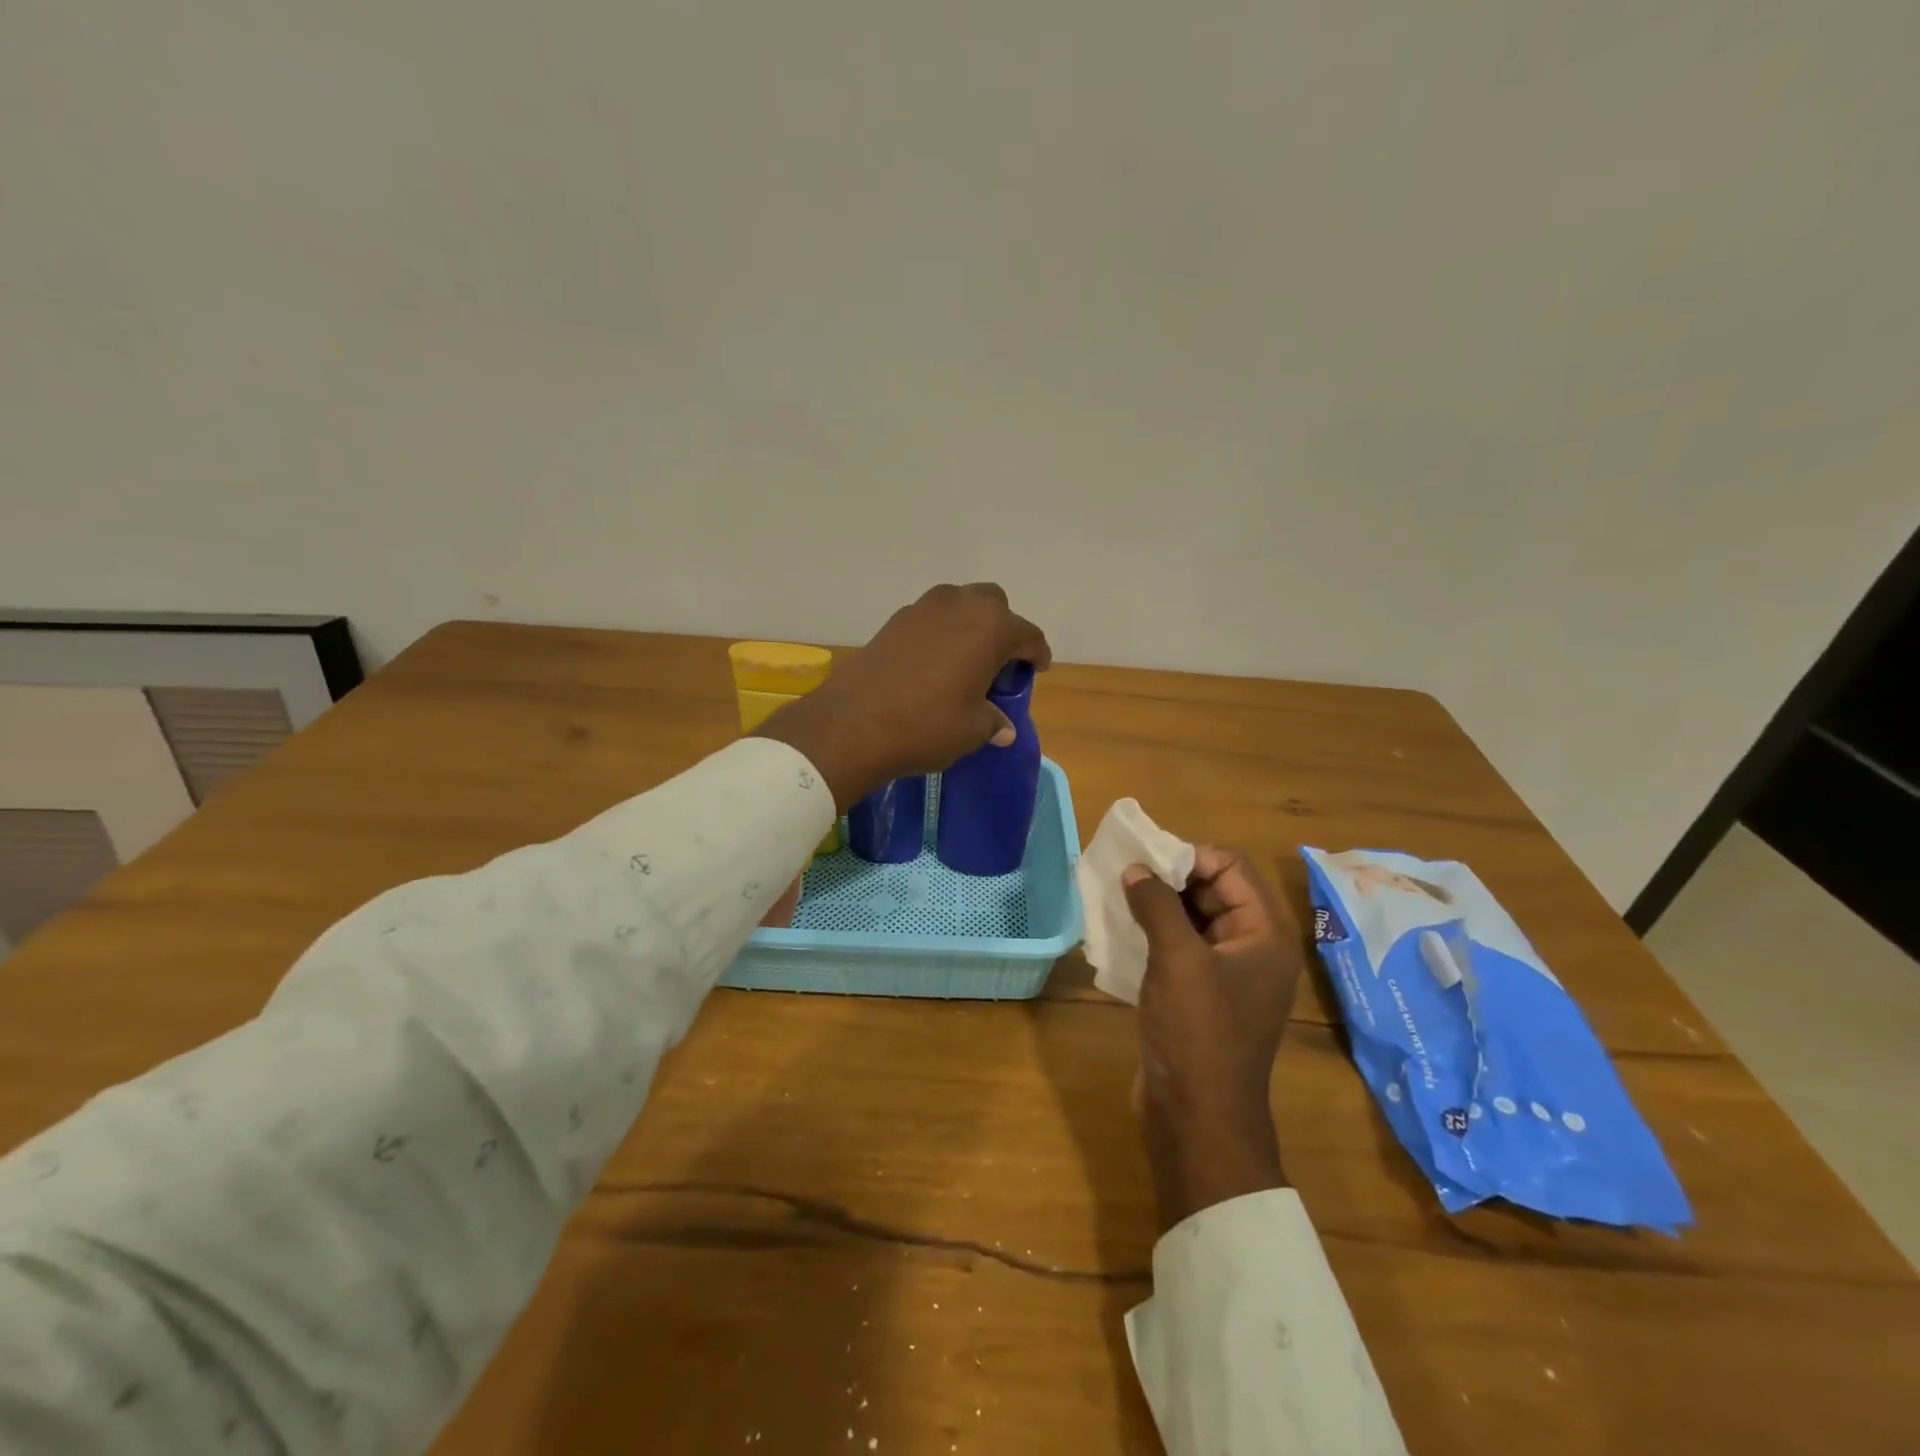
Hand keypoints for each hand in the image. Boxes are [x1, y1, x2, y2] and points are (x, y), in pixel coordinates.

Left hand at [753, 583, 1050, 811]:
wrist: (853, 724)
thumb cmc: (927, 725)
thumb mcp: (972, 730)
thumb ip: (994, 722)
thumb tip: (1003, 728)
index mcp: (991, 627)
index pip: (1027, 635)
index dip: (1036, 654)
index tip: (1037, 669)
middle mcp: (960, 605)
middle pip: (993, 605)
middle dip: (1002, 629)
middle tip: (999, 663)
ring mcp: (923, 608)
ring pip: (959, 605)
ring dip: (969, 626)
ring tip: (966, 661)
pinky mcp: (894, 621)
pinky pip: (930, 619)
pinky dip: (940, 634)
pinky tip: (933, 664)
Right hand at [1124, 847, 1304, 1229]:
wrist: (1198, 1119)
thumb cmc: (1198, 1032)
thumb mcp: (1177, 959)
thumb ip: (1157, 905)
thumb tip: (1135, 869)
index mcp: (1264, 933)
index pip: (1231, 867)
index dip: (1190, 856)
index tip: (1145, 860)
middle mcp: (1252, 947)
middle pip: (1213, 889)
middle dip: (1170, 877)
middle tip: (1125, 875)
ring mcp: (1225, 973)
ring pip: (1192, 918)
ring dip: (1157, 905)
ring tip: (1117, 896)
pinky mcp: (1200, 995)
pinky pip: (1179, 947)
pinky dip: (1153, 933)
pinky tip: (1120, 930)